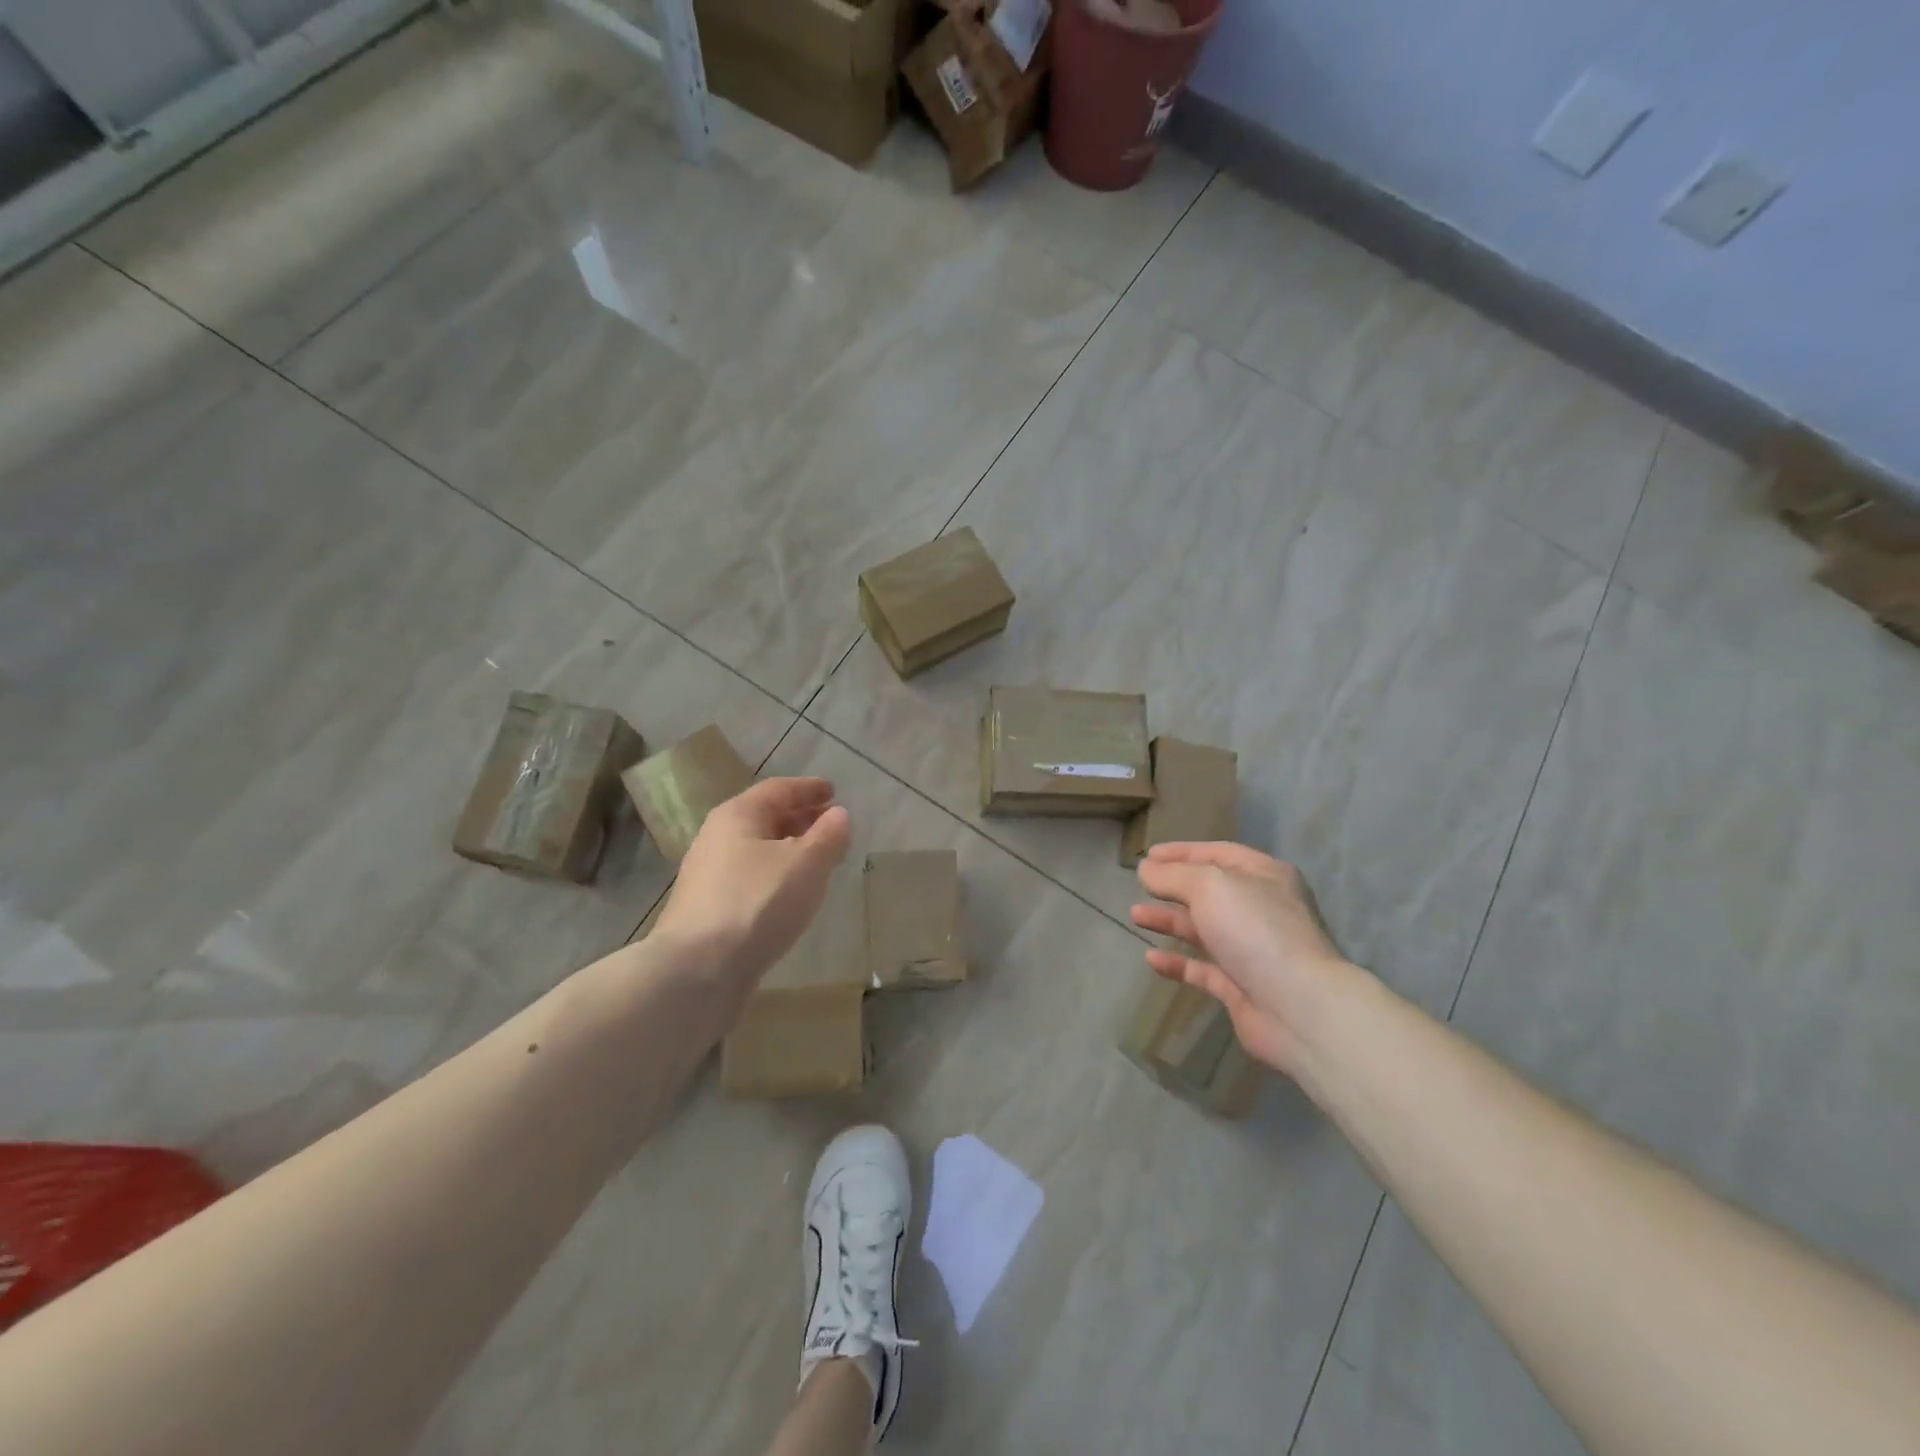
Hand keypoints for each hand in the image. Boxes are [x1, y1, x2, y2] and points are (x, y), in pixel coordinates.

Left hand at [654, 777, 851, 1000]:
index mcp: (738, 815)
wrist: (698, 971)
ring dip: (788, 850)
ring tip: (816, 861)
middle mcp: (716, 838)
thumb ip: (828, 836)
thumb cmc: (758, 903)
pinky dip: (774, 876)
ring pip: (756, 851)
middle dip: (799, 819)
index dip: (808, 789)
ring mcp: (707, 876)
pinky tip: (789, 895)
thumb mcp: (807, 864)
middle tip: (829, 825)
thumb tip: (838, 815)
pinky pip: (749, 879)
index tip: (833, 792)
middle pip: (764, 818)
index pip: (778, 790)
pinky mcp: (707, 910)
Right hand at [1130, 842, 1354, 1076]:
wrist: (1298, 1008)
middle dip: (1174, 887)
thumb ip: (1173, 875)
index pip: (1218, 854)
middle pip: (1210, 892)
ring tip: (1135, 915)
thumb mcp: (1209, 886)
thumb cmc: (1255, 930)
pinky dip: (1178, 963)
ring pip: (1204, 929)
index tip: (1147, 855)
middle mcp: (1261, 909)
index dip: (1182, 852)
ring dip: (1170, 920)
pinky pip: (1203, 969)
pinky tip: (1151, 958)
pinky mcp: (1242, 988)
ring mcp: (1253, 951)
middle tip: (1140, 884)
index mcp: (1265, 876)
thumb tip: (1146, 869)